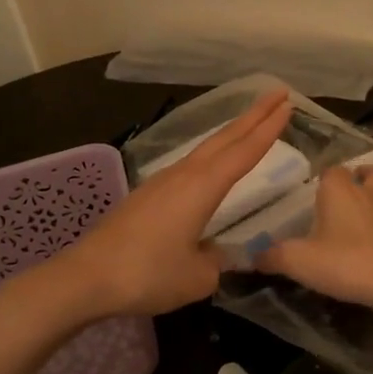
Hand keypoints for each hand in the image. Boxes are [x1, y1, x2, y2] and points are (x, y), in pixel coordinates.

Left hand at [26, 91, 292, 318]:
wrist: (84, 278)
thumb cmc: (146, 275)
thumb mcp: (197, 278)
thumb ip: (216, 263)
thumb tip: (216, 254)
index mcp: (202, 188)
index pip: (244, 152)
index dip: (269, 129)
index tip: (288, 105)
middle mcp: (184, 176)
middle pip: (225, 138)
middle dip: (254, 115)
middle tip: (278, 95)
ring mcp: (162, 183)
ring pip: (206, 148)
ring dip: (232, 132)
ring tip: (252, 123)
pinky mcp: (146, 196)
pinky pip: (189, 165)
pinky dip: (211, 154)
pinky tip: (210, 164)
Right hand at [255, 165, 372, 321]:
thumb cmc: (346, 262)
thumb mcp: (298, 260)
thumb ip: (272, 256)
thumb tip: (252, 255)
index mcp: (339, 191)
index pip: (333, 169)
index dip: (322, 175)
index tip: (308, 189)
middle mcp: (365, 198)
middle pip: (371, 175)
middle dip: (360, 178)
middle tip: (336, 197)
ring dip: (363, 210)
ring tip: (339, 229)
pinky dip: (369, 238)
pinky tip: (351, 257)